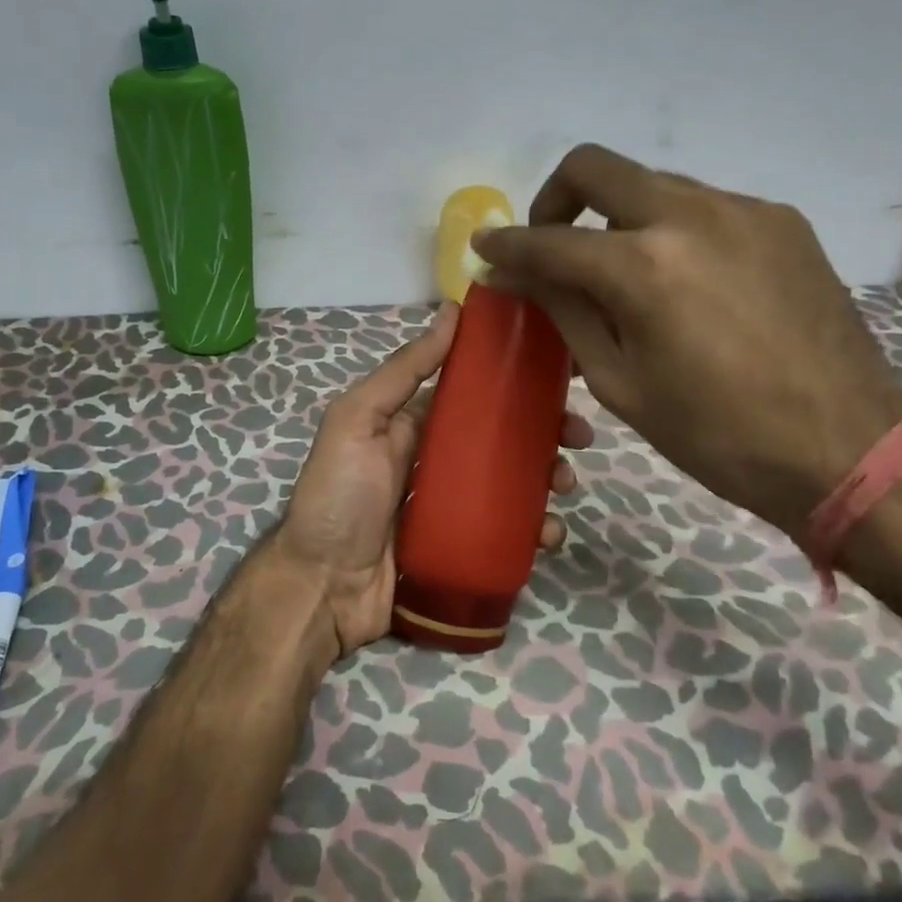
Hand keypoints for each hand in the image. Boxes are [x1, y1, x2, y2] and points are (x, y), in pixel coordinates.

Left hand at [273, 301, 594, 657]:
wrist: (322, 589)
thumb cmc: (339, 495)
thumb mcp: (359, 419)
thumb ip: (403, 370)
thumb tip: (451, 311)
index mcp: (416, 423)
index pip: (476, 392)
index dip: (516, 381)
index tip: (558, 376)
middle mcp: (440, 459)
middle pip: (504, 436)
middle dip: (545, 431)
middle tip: (579, 436)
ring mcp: (455, 506)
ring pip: (516, 482)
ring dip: (548, 477)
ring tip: (564, 485)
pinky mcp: (467, 548)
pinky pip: (510, 532)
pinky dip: (536, 530)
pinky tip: (549, 534)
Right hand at [471, 144, 901, 540]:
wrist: (849, 448)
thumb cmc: (718, 435)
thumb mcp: (621, 382)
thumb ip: (564, 311)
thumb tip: (513, 274)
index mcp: (644, 267)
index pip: (550, 239)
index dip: (507, 243)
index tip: (486, 247)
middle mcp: (691, 215)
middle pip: (596, 166)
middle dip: (555, 199)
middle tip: (552, 243)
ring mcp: (743, 210)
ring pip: (652, 183)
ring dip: (618, 217)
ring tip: (625, 274)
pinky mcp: (781, 220)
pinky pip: (702, 205)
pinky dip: (671, 229)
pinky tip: (686, 282)